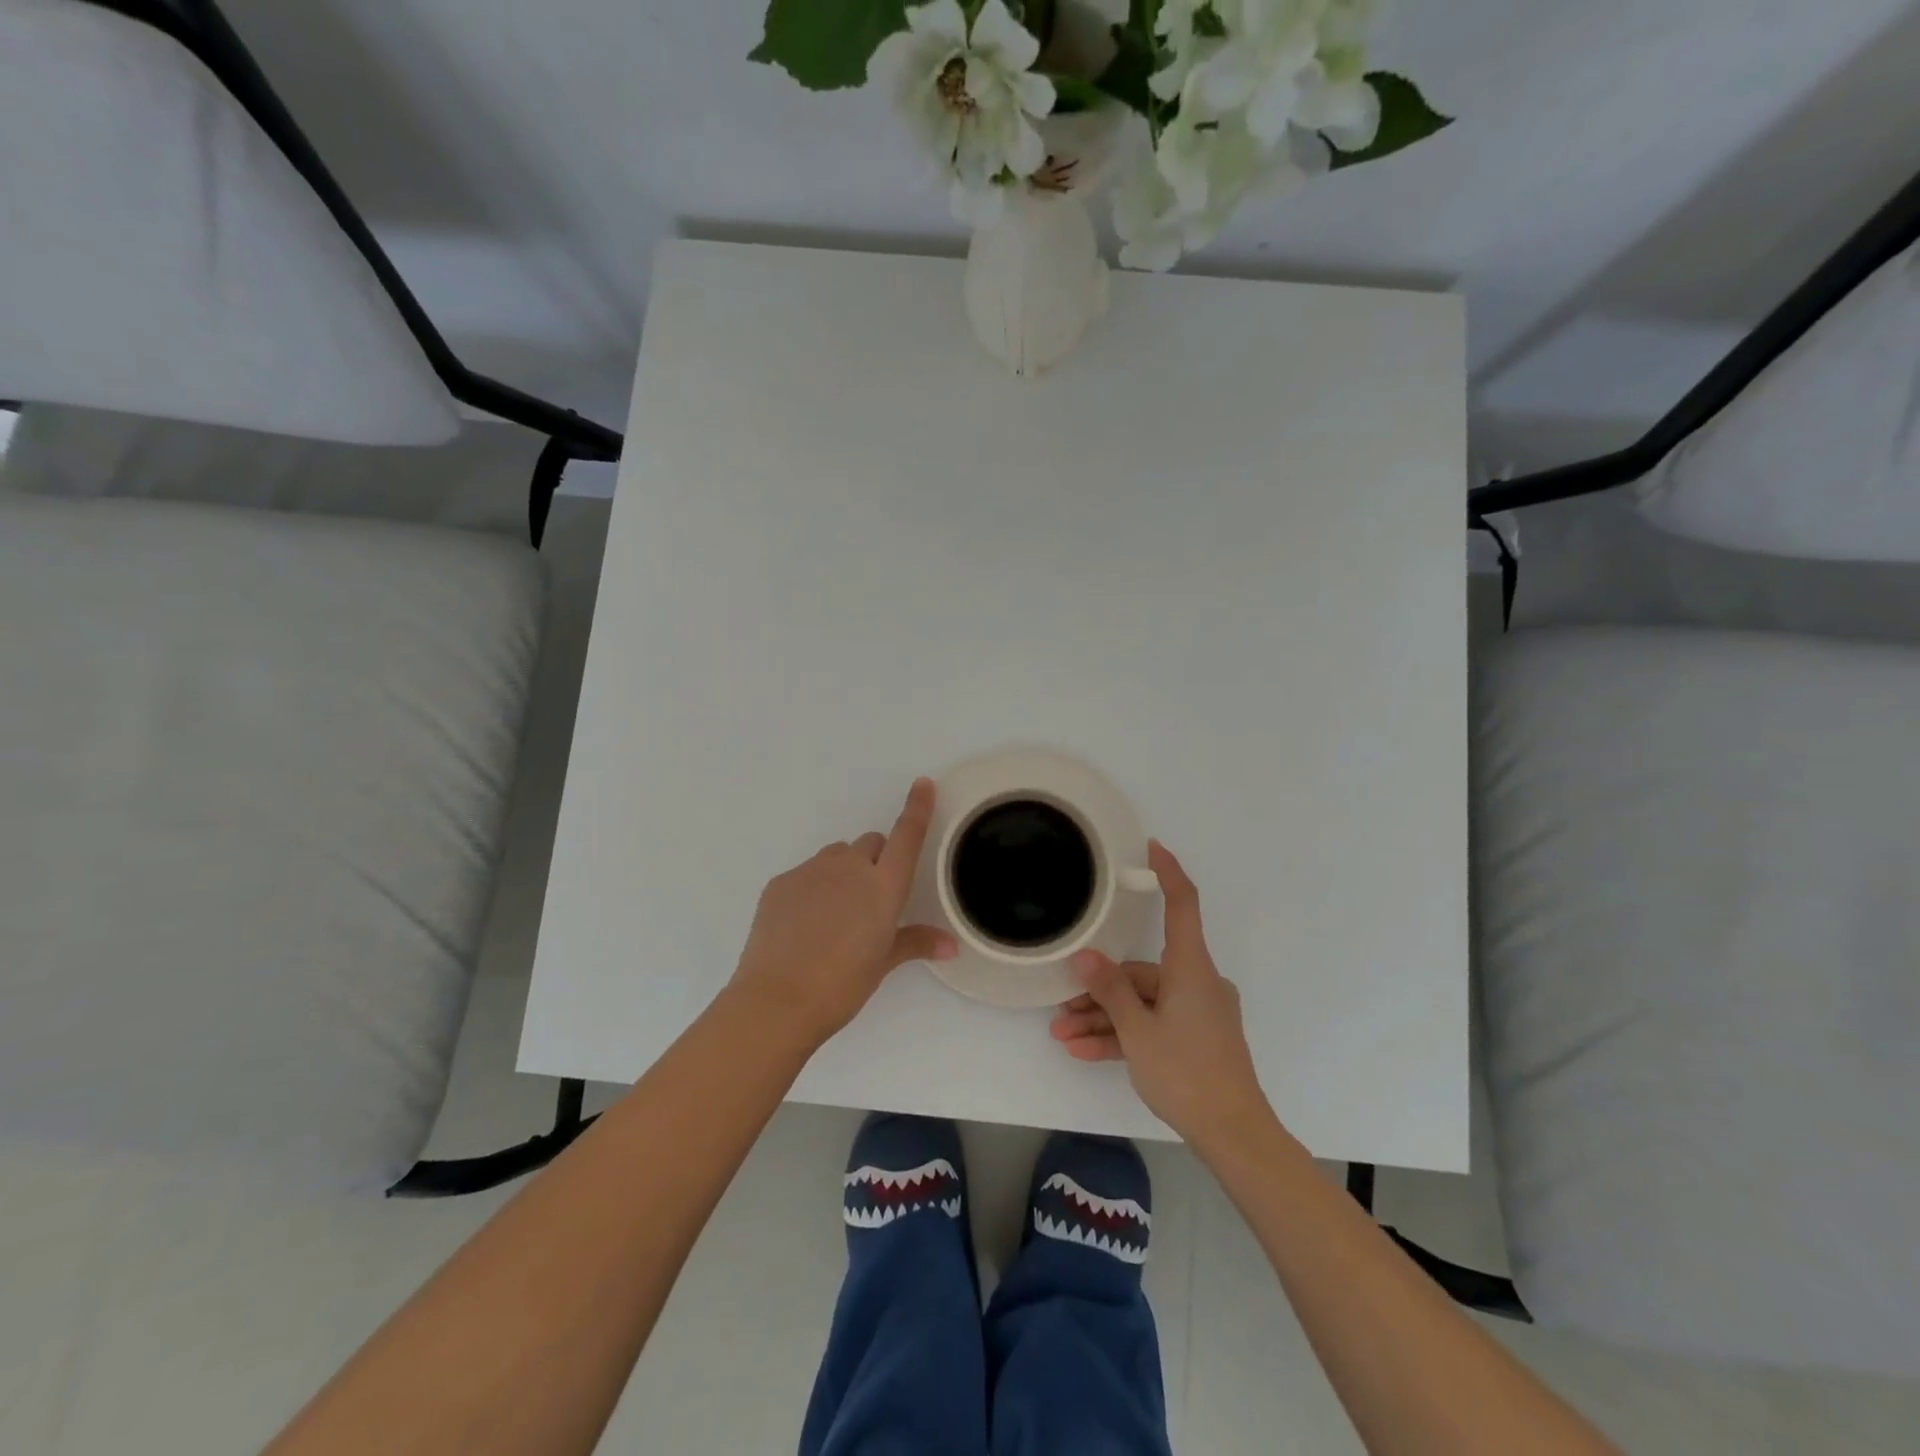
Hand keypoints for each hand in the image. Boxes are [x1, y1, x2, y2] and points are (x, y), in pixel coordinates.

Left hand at [727, 778, 955, 1046]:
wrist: (777, 1000)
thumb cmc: (841, 985)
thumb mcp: (882, 964)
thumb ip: (916, 943)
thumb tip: (951, 945)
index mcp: (882, 886)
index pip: (906, 836)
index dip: (917, 808)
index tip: (922, 783)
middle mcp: (849, 867)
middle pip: (870, 844)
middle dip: (875, 861)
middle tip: (869, 901)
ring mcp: (811, 871)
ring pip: (836, 857)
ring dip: (843, 873)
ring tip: (834, 916)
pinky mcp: (781, 882)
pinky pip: (806, 874)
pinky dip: (812, 889)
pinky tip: (804, 925)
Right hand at [1049, 841, 1273, 1145]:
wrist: (1233, 1135)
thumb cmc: (1186, 1072)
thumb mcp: (1137, 1031)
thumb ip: (1109, 990)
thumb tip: (1084, 956)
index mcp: (1191, 968)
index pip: (1183, 905)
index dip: (1168, 873)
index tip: (1152, 847)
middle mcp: (1197, 982)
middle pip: (1143, 971)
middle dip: (1100, 989)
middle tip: (1061, 1006)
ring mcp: (1197, 1012)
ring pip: (1143, 1003)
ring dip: (1104, 1018)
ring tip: (1062, 1036)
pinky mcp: (1195, 1038)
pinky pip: (1153, 1025)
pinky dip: (1123, 1036)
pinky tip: (1084, 1052)